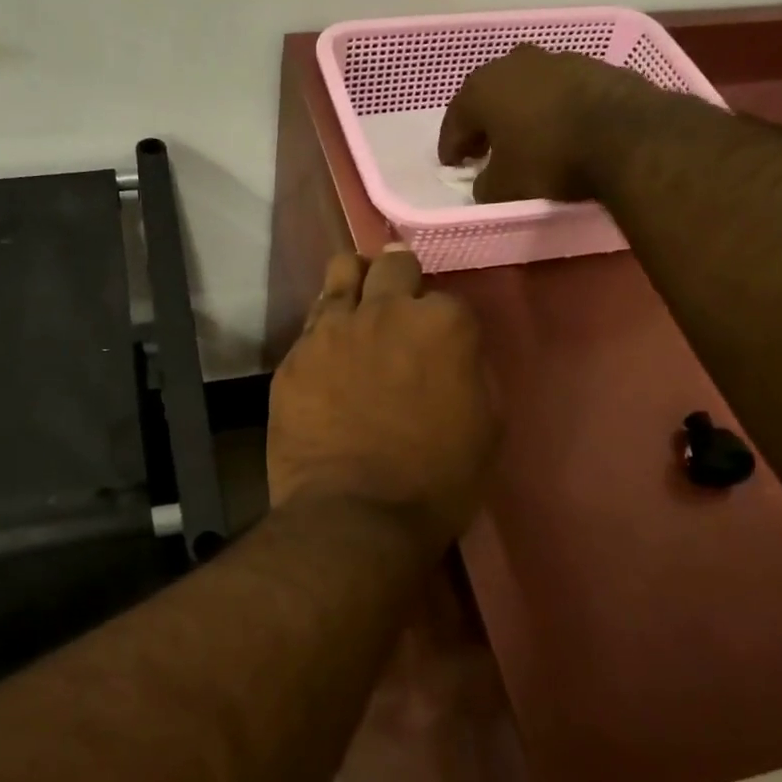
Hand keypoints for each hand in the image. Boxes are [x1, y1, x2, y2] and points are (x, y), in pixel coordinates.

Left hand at [269, 248, 497, 550]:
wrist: (355, 516)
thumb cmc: (437, 481)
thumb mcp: (487, 426)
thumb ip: (472, 371)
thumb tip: (454, 354)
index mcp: (443, 324)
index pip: (447, 298)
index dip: (444, 323)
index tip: (439, 345)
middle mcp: (386, 310)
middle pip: (393, 264)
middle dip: (400, 278)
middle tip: (398, 305)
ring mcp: (332, 328)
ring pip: (342, 271)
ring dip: (356, 283)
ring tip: (358, 308)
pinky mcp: (294, 355)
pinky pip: (311, 322)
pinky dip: (324, 330)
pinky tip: (327, 355)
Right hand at [436, 43, 672, 203]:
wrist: (627, 136)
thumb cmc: (549, 159)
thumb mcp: (504, 187)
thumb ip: (484, 184)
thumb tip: (485, 182)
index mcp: (482, 89)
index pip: (455, 121)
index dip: (451, 147)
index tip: (452, 166)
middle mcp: (514, 63)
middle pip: (488, 97)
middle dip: (483, 123)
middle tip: (483, 149)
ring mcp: (557, 59)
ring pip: (525, 89)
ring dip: (519, 112)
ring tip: (523, 139)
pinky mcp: (593, 65)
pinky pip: (559, 91)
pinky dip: (552, 108)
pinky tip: (559, 129)